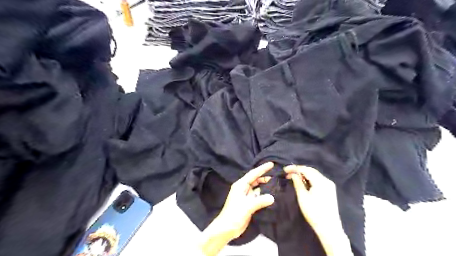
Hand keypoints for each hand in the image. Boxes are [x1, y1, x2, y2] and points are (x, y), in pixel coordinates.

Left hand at [215, 162, 273, 239]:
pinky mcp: (249, 203)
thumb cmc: (234, 214)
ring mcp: (247, 196)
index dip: (262, 168)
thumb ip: (260, 201)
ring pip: (258, 188)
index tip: (271, 164)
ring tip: (277, 184)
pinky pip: (259, 196)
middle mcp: (244, 188)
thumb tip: (272, 197)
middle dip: (265, 177)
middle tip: (277, 175)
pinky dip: (265, 195)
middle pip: (256, 180)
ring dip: (266, 186)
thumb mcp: (247, 206)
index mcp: (240, 185)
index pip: (253, 174)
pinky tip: (273, 195)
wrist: (227, 228)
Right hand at [284, 165, 351, 254]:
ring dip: (304, 174)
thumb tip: (293, 174)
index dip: (295, 168)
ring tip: (293, 177)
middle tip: (288, 173)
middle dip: (299, 170)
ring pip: (314, 175)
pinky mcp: (330, 190)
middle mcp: (327, 181)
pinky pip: (318, 180)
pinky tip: (303, 182)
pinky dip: (309, 179)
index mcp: (321, 182)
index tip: (285, 169)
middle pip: (311, 171)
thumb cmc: (314, 213)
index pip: (306, 169)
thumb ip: (298, 183)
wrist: (329, 228)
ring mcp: (329, 185)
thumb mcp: (303, 197)